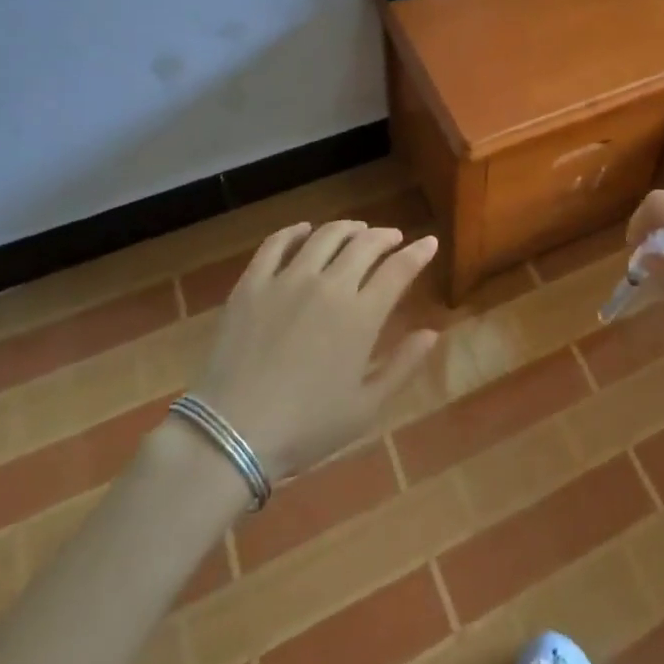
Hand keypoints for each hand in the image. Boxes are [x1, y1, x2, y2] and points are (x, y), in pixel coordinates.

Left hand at [192, 220, 439, 480]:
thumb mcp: (366, 407)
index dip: (418, 253)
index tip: (429, 243)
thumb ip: (404, 366)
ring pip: (325, 236)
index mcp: (361, 315)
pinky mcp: (252, 283)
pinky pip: (276, 244)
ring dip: (347, 228)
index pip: (399, 269)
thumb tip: (432, 332)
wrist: (231, 434)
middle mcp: (329, 285)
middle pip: (365, 244)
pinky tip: (304, 231)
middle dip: (385, 236)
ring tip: (356, 230)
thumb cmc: (306, 428)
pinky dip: (294, 232)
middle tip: (392, 238)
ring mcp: (288, 279)